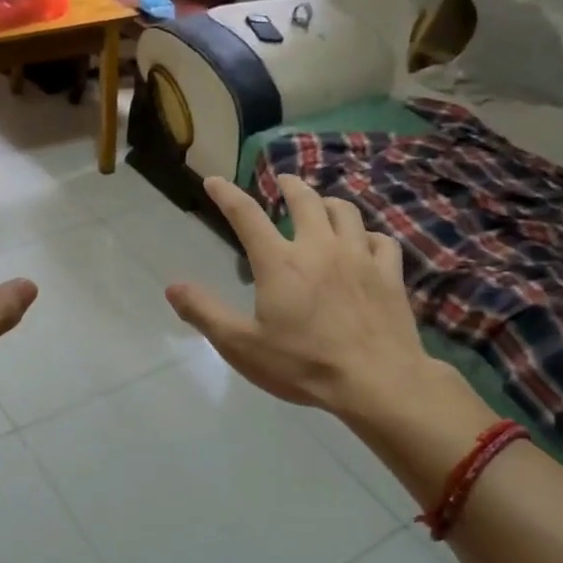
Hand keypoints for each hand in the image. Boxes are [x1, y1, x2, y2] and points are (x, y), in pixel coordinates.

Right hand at [166, 175, 458, 425]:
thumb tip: (172, 287)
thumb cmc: (303, 364)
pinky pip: (381, 240)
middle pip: (305, 199)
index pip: (246, 215)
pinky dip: (368, 235)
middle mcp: (319, 247)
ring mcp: (359, 257)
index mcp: (280, 262)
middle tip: (282, 181)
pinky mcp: (390, 274)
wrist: (377, 381)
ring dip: (328, 202)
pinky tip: (364, 243)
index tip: (214, 180)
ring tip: (321, 206)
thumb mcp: (242, 345)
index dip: (227, 194)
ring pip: (346, 211)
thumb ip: (205, 313)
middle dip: (289, 185)